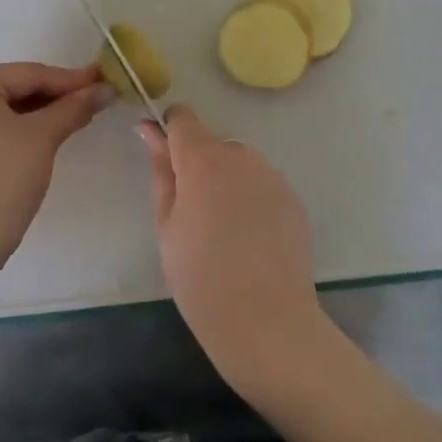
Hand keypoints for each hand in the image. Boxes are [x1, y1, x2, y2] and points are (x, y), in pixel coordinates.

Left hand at [0, 62, 107, 262]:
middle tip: (95, 98)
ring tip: (80, 114)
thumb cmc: (3, 176)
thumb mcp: (43, 136)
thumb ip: (74, 107)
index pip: (28, 74)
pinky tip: (51, 133)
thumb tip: (106, 90)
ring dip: (42, 113)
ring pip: (5, 110)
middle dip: (56, 95)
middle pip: (14, 88)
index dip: (69, 79)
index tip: (103, 81)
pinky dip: (23, 129)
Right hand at [140, 106, 331, 394]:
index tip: (163, 161)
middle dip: (198, 166)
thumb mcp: (167, 225)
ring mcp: (271, 176)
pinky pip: (261, 185)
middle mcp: (240, 156)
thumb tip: (149, 129)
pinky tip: (249, 239)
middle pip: (211, 144)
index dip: (169, 133)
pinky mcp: (293, 198)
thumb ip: (161, 171)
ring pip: (238, 164)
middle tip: (192, 214)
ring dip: (225, 181)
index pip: (183, 118)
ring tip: (223, 231)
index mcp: (203, 160)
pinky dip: (250, 199)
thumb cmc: (200, 278)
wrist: (267, 322)